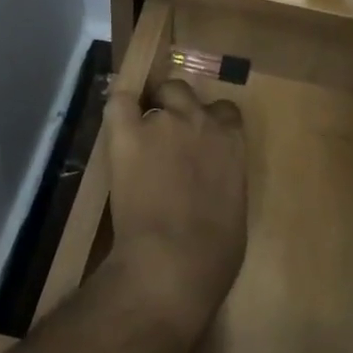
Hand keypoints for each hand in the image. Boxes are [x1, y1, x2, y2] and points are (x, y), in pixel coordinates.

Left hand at [103, 79, 246, 344]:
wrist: (174, 261)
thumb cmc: (216, 252)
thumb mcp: (233, 208)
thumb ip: (224, 181)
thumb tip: (213, 185)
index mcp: (231, 142)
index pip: (225, 112)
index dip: (211, 122)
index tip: (202, 140)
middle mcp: (200, 121)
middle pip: (185, 92)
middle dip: (177, 106)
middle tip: (168, 134)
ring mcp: (163, 122)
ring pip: (158, 93)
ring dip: (151, 110)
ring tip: (140, 136)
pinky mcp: (129, 134)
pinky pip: (120, 102)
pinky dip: (120, 107)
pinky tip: (118, 124)